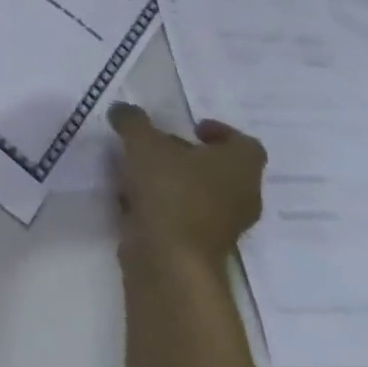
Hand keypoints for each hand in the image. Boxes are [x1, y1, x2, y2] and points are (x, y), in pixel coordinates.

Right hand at [108, 102, 264, 274]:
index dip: (220, 131)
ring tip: (138, 170)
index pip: (244, 143)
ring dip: (174, 181)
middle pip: (221, 168)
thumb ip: (133, 122)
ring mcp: (223, 224)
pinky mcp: (200, 245)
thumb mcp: (142, 144)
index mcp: (240, 166)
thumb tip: (123, 110)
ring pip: (201, 193)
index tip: (191, 128)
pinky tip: (133, 198)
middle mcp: (242, 194)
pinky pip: (184, 215)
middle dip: (189, 156)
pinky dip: (164, 204)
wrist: (168, 256)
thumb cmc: (169, 190)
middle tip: (158, 146)